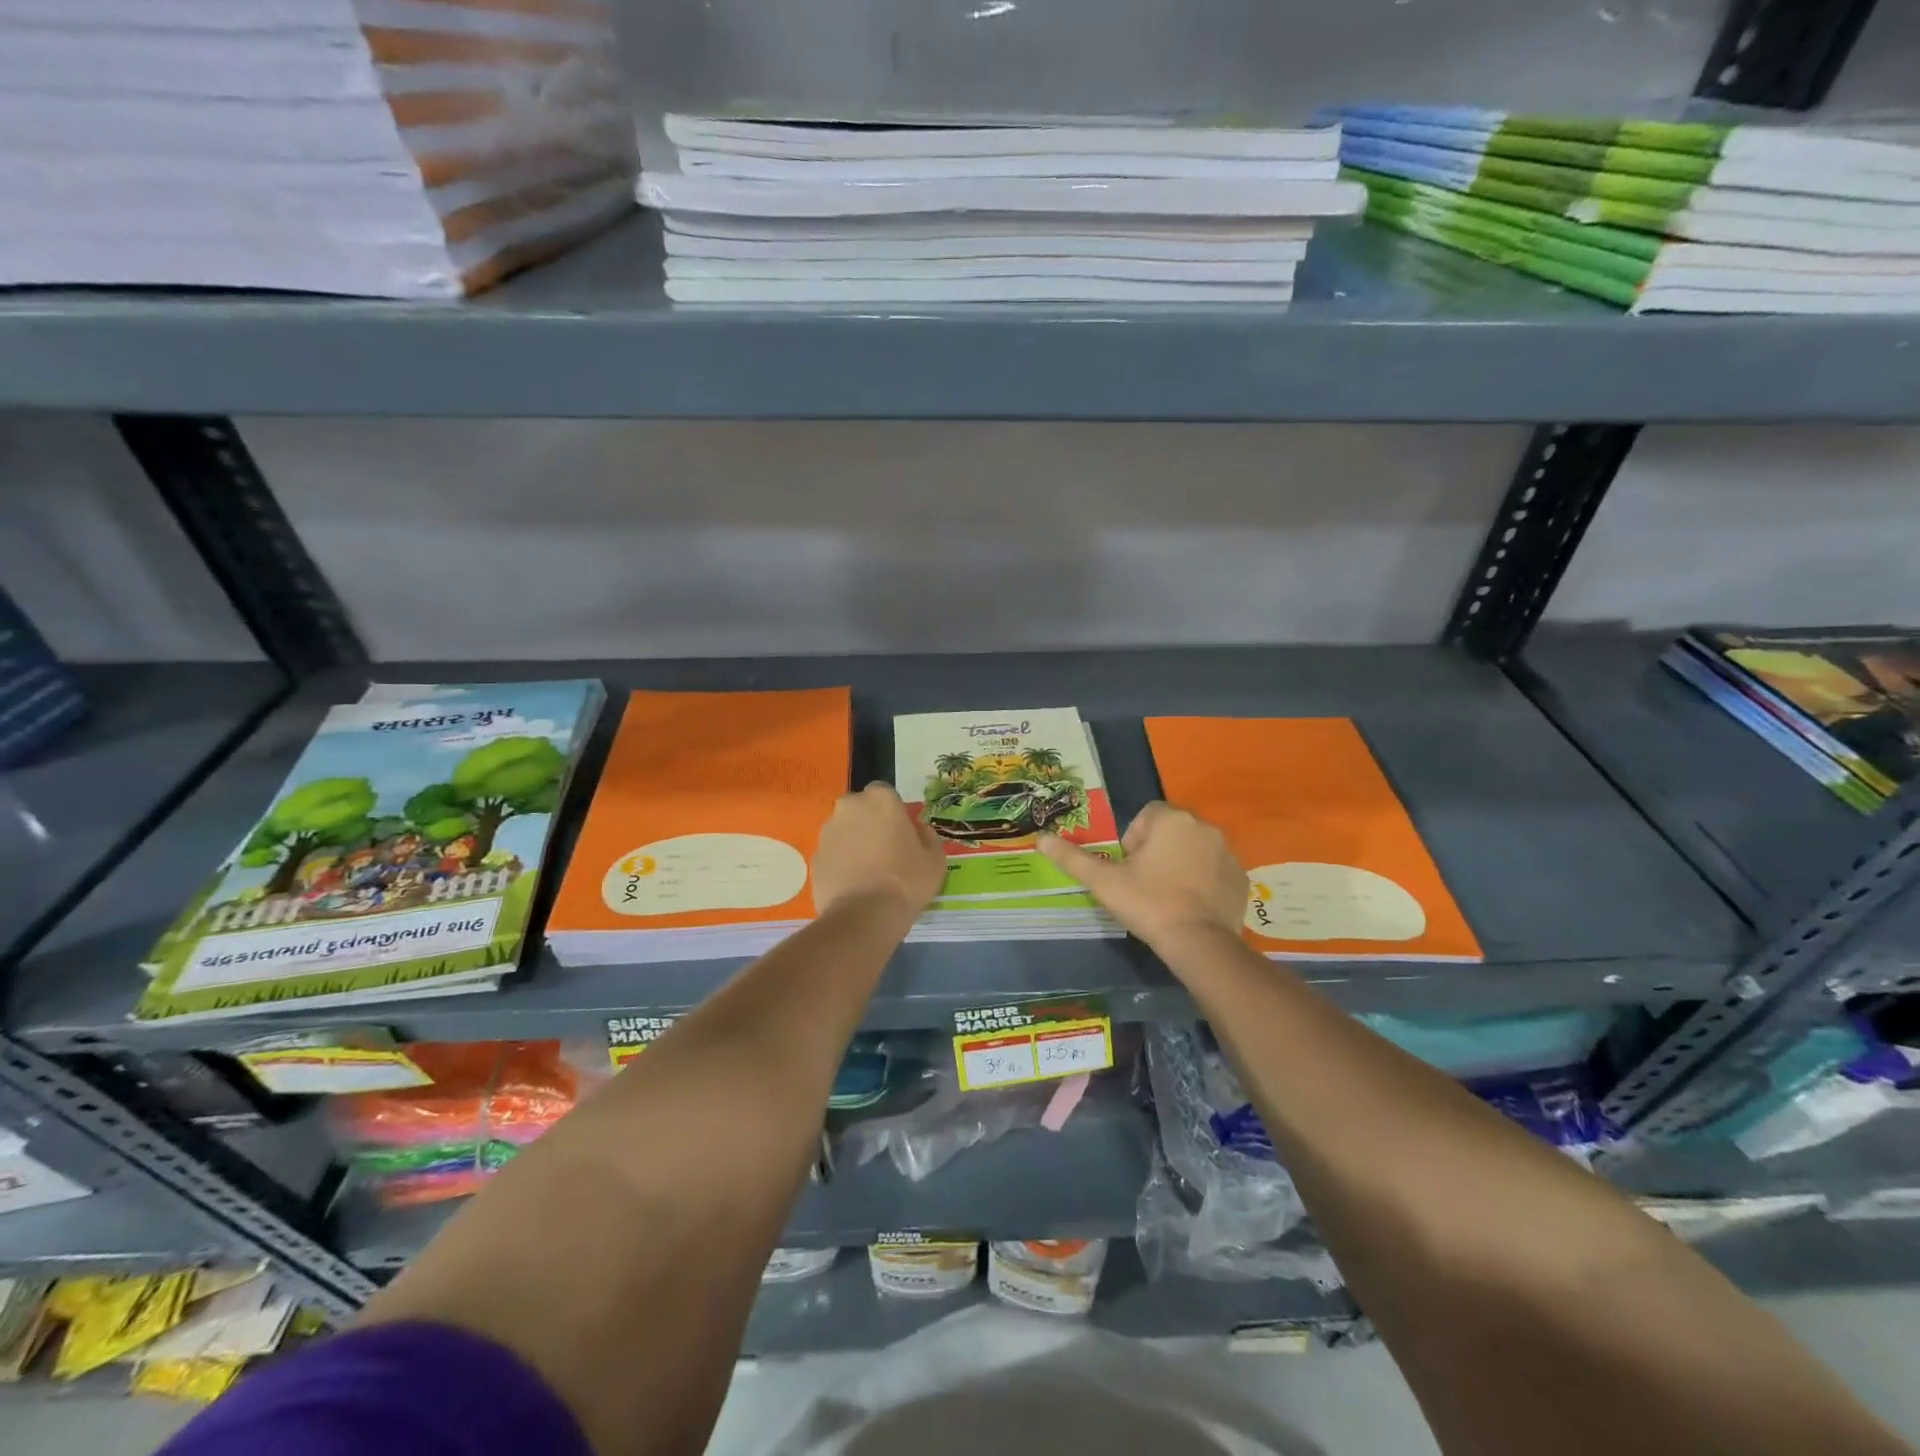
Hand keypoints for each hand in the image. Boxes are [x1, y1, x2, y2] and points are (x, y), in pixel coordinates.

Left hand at [811, 782, 946, 919]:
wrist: (864, 916)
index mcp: (880, 799)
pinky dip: (841, 863)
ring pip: (844, 830)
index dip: (893, 812)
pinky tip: (854, 885)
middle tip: (885, 850)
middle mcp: (849, 807)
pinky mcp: (815, 858)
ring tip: (868, 871)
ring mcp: (827, 832)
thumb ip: (926, 835)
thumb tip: (916, 830)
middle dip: (870, 823)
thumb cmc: (906, 881)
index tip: (902, 833)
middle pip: (860, 809)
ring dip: (854, 842)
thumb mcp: (935, 858)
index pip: (885, 793)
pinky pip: (833, 854)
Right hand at [1038, 801, 1245, 948]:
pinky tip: (1190, 906)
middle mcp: (1204, 827)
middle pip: (1171, 831)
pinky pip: (1215, 870)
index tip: (1128, 869)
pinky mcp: (1241, 878)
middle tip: (1144, 884)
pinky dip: (1203, 881)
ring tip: (1167, 897)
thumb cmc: (1148, 904)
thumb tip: (1039, 839)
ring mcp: (1228, 852)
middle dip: (1157, 851)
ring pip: (1194, 849)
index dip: (1133, 841)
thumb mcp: (1104, 882)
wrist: (1199, 943)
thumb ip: (1072, 857)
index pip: (1146, 816)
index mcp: (1171, 820)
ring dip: (1180, 864)